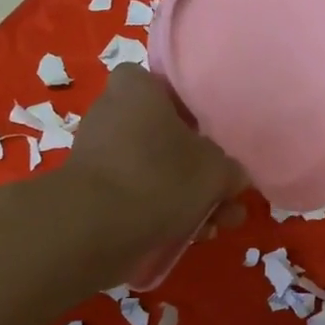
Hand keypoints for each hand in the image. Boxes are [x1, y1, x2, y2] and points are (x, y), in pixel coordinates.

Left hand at [63, 64, 247, 257]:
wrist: (96, 227)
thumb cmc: (161, 177)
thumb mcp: (216, 170)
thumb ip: (231, 169)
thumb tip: (232, 178)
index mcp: (137, 87)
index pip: (172, 90)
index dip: (198, 117)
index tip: (217, 144)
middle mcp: (112, 113)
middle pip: (168, 139)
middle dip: (201, 174)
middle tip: (227, 199)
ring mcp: (99, 154)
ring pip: (157, 172)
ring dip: (189, 199)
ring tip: (216, 227)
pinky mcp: (93, 191)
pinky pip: (138, 195)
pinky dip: (163, 212)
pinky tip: (191, 237)